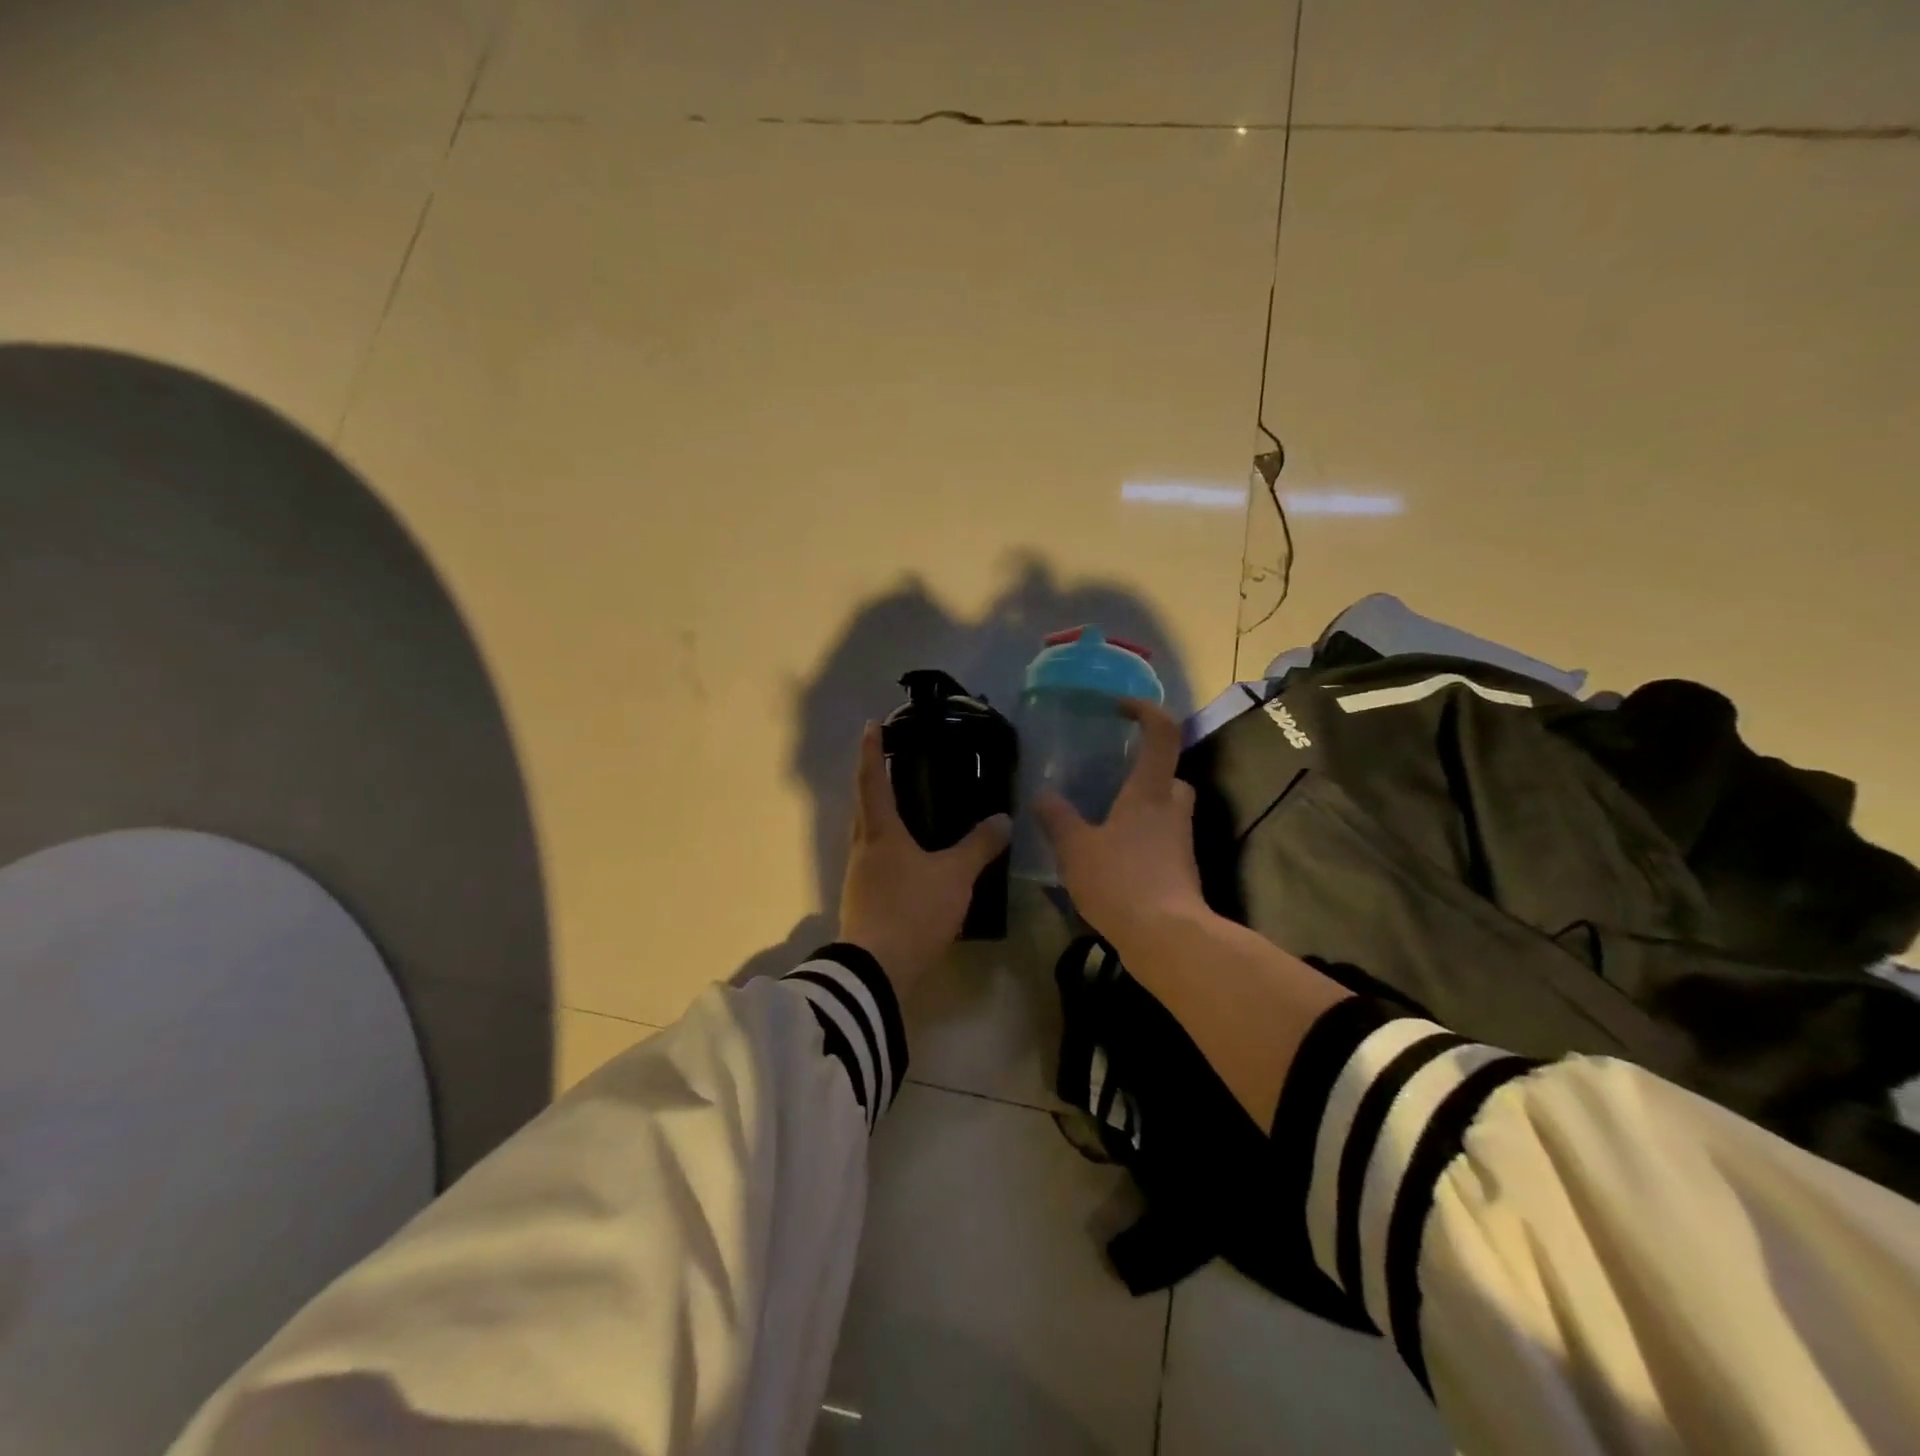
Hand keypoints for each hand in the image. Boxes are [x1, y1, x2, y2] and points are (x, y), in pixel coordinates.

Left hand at [839, 722, 1011, 999]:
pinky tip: (910, 859)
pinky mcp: (863, 900)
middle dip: (875, 781)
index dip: (873, 751)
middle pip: (865, 806)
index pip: (873, 780)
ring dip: (881, 816)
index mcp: (880, 832)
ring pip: (869, 835)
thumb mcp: (954, 876)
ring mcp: (859, 876)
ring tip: (906, 809)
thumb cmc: (913, 910)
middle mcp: (863, 847)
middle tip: (894, 763)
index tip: (871, 725)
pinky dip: (890, 848)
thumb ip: (979, 846)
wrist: (877, 971)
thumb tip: (1003, 819)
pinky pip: (876, 860)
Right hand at [1034, 698, 1211, 955]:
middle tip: (1111, 779)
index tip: (1120, 707)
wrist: (1167, 938)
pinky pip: (1161, 840)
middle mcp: (1172, 808)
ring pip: (1166, 809)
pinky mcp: (1181, 870)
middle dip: (1145, 771)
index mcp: (1149, 791)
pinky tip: (1111, 858)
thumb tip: (1043, 795)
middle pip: (1169, 775)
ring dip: (1142, 808)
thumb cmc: (1121, 881)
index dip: (1145, 711)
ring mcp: (1181, 841)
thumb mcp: (1075, 848)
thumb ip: (1057, 818)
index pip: (1162, 733)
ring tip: (1103, 821)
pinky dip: (1141, 840)